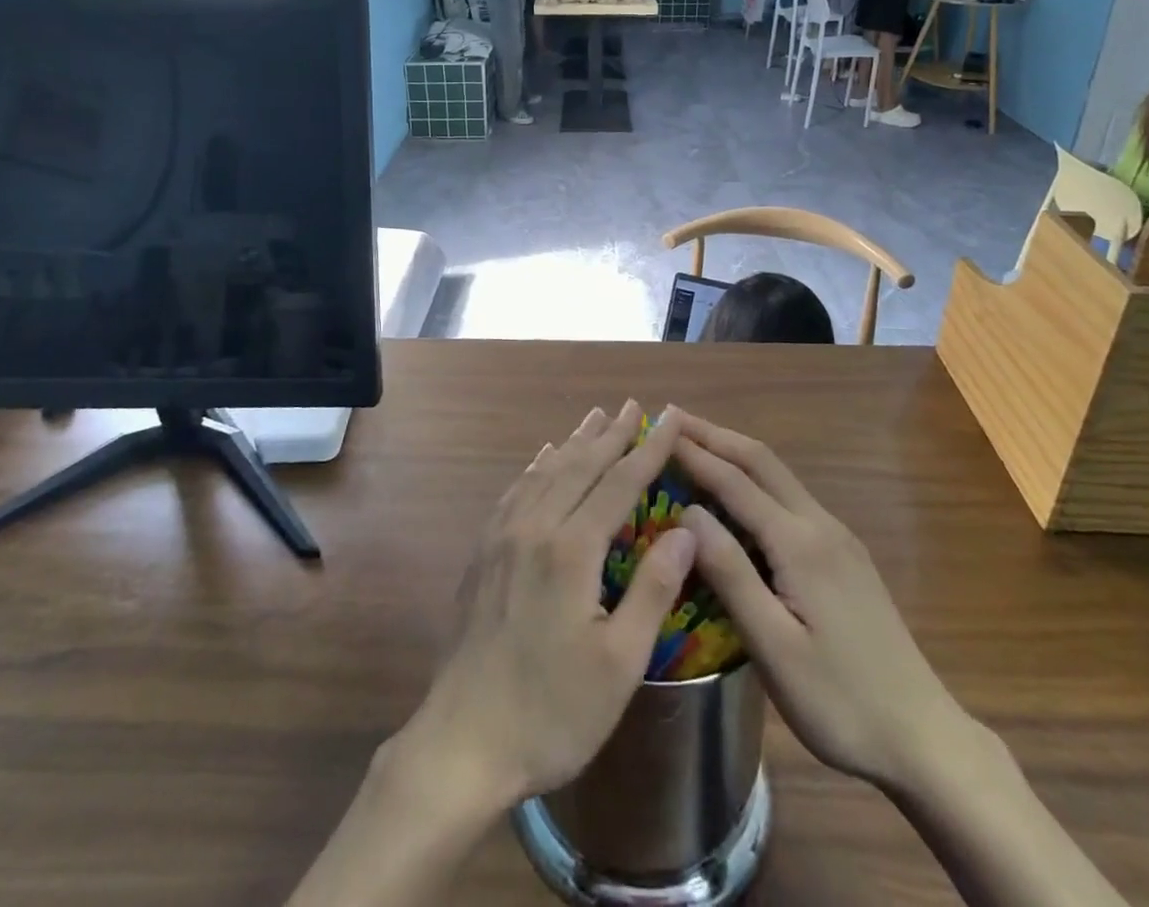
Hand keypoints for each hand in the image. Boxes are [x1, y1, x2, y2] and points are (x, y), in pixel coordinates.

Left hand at [396, 403, 696, 811]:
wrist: (462, 742)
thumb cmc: (552, 711)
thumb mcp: (619, 663)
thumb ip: (653, 589)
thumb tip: (686, 529)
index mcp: (571, 550)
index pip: (619, 482)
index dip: (648, 448)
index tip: (668, 418)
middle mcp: (534, 528)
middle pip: (579, 466)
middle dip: (610, 434)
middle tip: (633, 405)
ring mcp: (502, 538)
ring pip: (545, 473)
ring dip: (574, 443)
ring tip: (594, 418)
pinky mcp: (483, 554)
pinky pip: (515, 493)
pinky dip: (536, 468)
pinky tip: (542, 460)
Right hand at [670, 411, 970, 793]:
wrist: (924, 739)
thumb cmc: (839, 701)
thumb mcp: (773, 646)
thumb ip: (730, 573)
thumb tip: (687, 512)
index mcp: (800, 542)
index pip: (735, 481)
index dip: (694, 453)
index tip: (658, 428)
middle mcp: (820, 525)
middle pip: (761, 461)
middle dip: (715, 435)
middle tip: (672, 417)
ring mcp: (838, 538)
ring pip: (778, 476)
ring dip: (735, 453)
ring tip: (695, 445)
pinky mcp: (846, 557)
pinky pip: (790, 499)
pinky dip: (754, 480)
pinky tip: (738, 496)